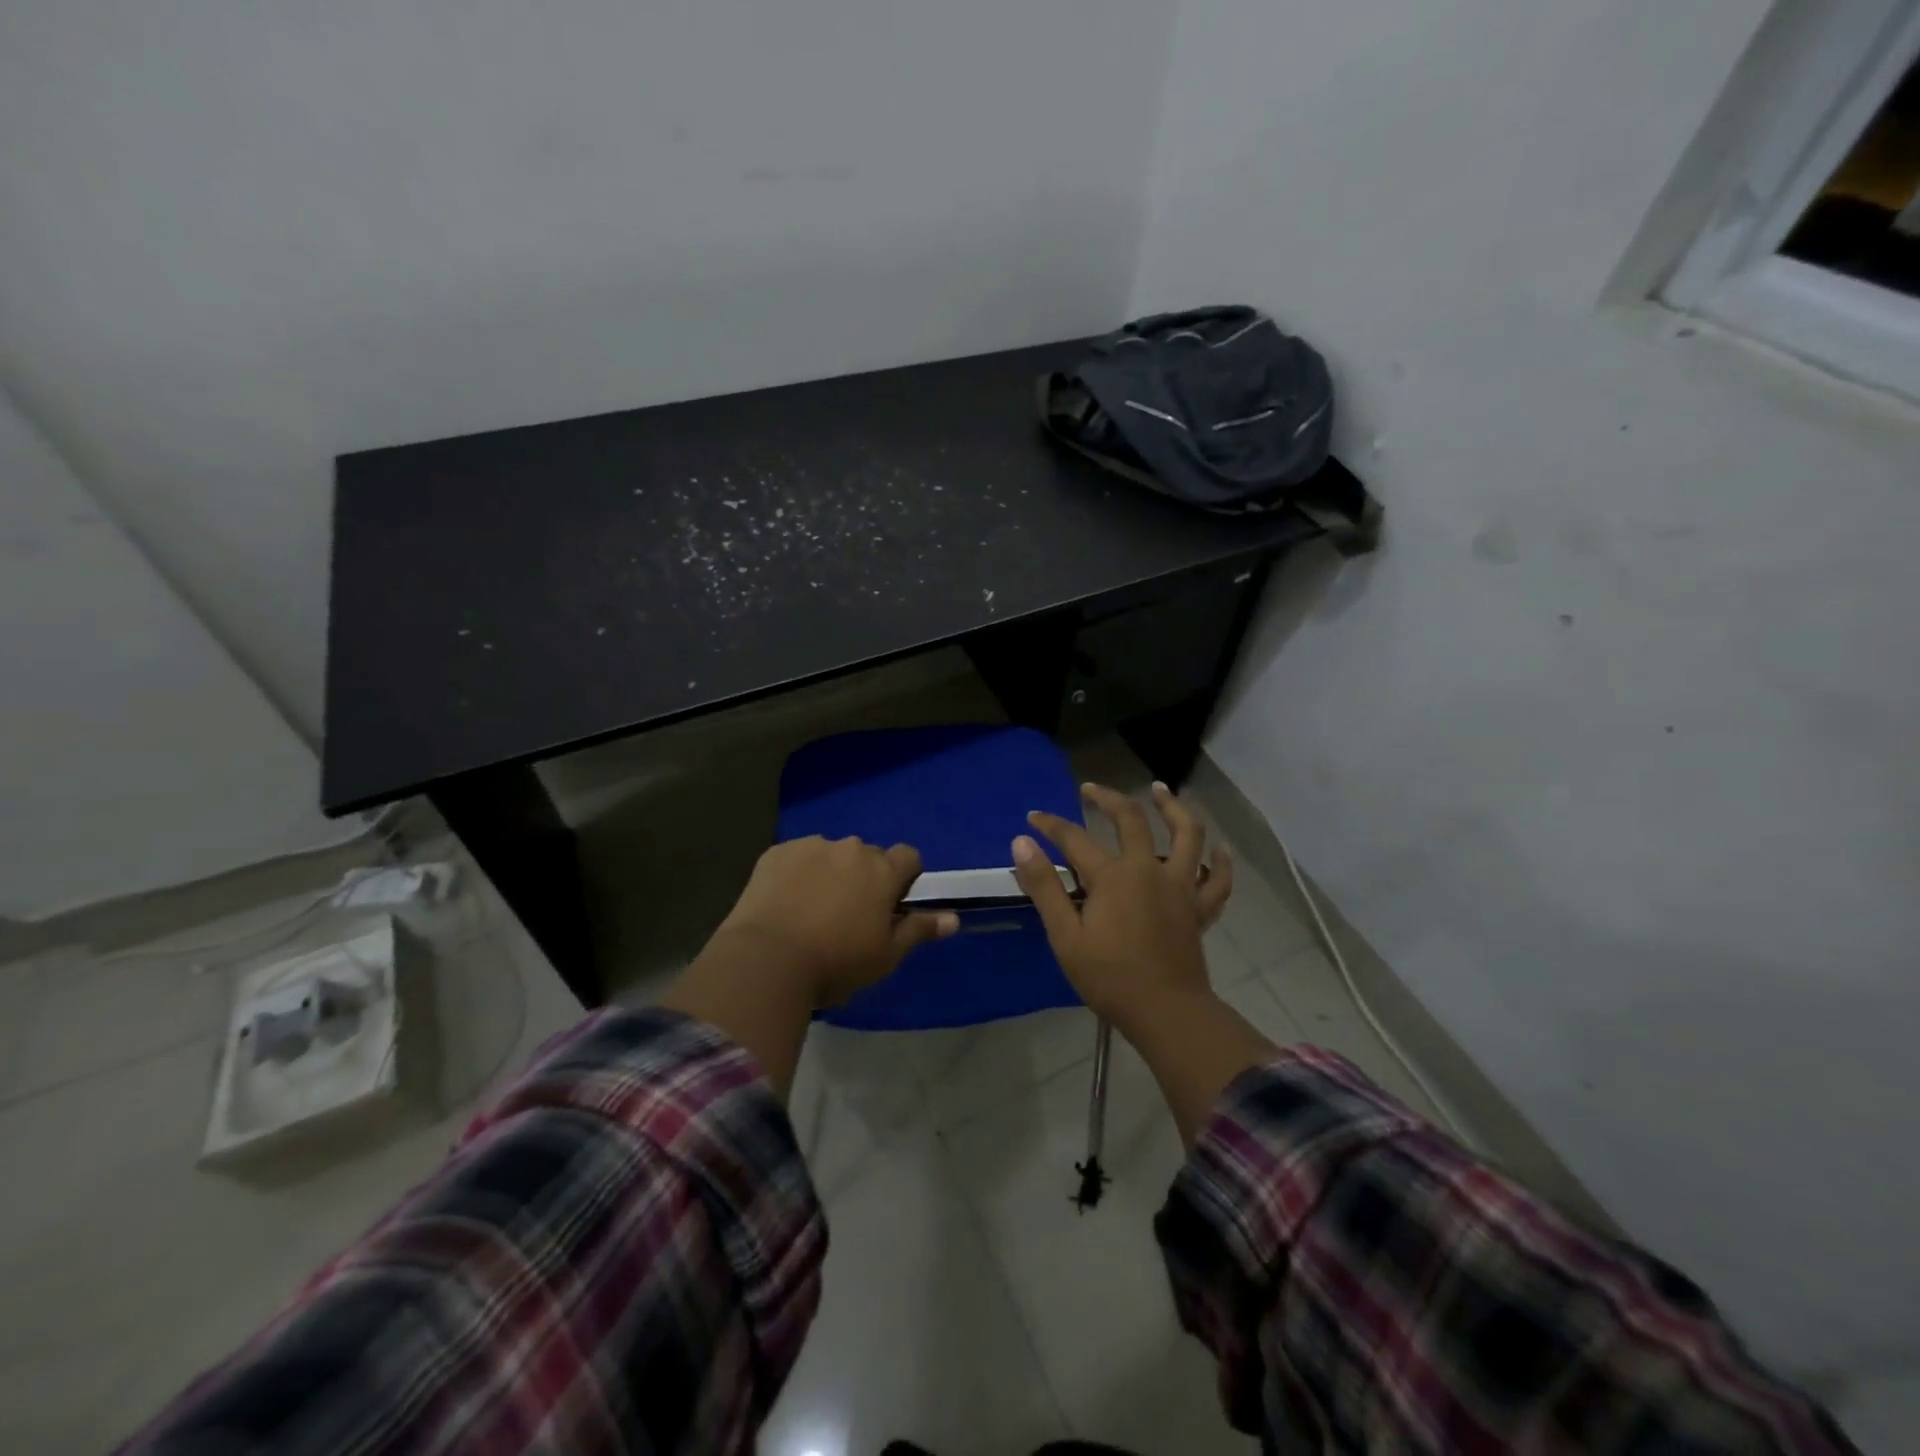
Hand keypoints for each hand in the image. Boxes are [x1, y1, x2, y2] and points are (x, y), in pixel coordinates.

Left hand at [714, 836, 958, 1008]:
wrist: (766, 960)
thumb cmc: (836, 962)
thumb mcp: (886, 956)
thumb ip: (919, 930)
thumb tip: (954, 918)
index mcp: (883, 870)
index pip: (909, 857)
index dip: (905, 878)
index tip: (893, 904)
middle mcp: (851, 848)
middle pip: (868, 856)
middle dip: (864, 878)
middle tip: (849, 916)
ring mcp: (811, 846)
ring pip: (831, 855)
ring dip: (829, 873)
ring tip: (811, 911)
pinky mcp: (776, 853)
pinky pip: (796, 858)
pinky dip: (796, 874)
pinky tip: (784, 904)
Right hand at [1012, 783, 1232, 1028]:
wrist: (1165, 1012)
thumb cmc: (1109, 977)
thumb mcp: (1065, 935)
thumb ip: (1044, 886)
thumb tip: (1022, 842)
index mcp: (1113, 876)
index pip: (1074, 838)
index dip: (1051, 825)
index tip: (1033, 817)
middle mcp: (1149, 869)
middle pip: (1131, 820)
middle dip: (1108, 799)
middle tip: (1091, 788)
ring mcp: (1180, 887)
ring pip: (1187, 835)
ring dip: (1174, 808)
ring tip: (1161, 791)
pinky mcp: (1199, 909)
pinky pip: (1218, 880)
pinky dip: (1222, 862)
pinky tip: (1220, 849)